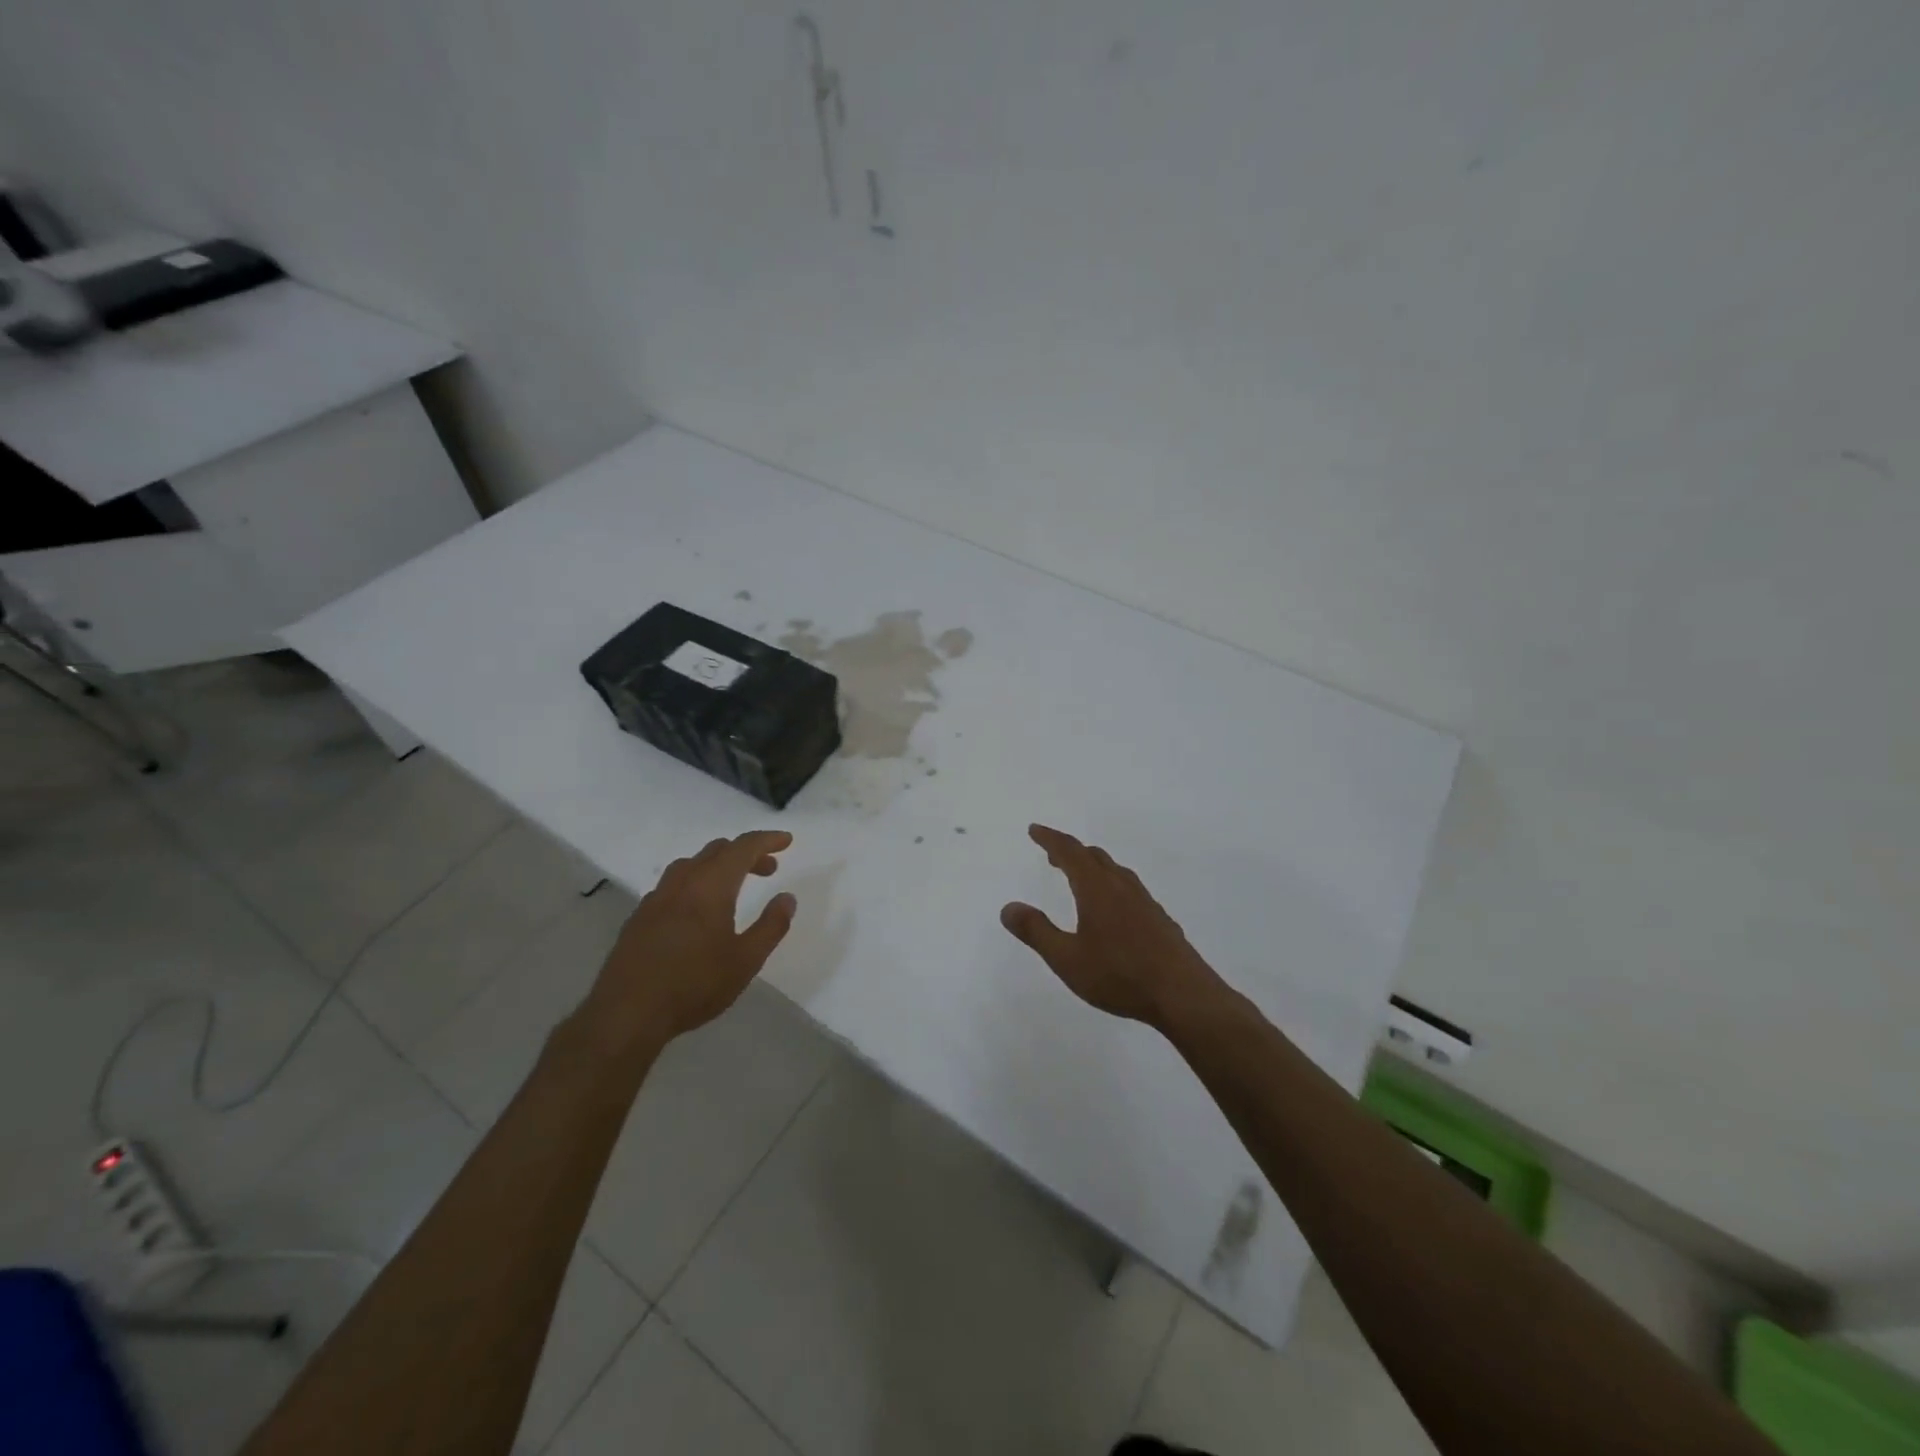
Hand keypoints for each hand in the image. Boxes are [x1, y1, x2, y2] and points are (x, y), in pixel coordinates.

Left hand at [576, 830, 796, 1057]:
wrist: (626, 1014)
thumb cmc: (694, 985)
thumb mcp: (745, 961)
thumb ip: (771, 926)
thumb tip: (787, 897)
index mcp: (710, 886)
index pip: (742, 848)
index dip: (766, 840)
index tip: (786, 840)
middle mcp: (682, 883)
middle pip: (716, 851)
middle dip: (746, 853)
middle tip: (768, 870)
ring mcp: (656, 899)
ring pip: (691, 864)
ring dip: (717, 865)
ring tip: (733, 886)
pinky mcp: (639, 917)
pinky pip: (672, 884)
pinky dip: (695, 882)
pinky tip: (697, 910)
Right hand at [1001, 824, 1226, 1031]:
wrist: (1183, 995)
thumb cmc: (1120, 975)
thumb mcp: (1067, 959)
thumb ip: (1036, 932)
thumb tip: (1008, 907)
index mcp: (1097, 889)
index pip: (1070, 852)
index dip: (1050, 839)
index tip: (1034, 830)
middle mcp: (1122, 887)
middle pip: (1094, 857)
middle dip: (1070, 851)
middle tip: (1052, 855)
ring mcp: (1145, 902)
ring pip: (1114, 871)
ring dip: (1092, 866)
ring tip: (1079, 877)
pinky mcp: (1159, 919)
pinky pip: (1129, 889)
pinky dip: (1110, 884)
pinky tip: (1113, 909)